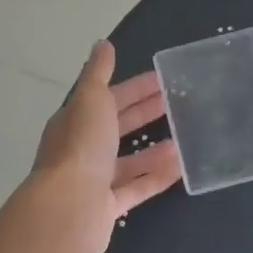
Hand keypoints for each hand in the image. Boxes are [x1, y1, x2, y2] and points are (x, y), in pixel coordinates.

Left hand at [32, 40, 181, 252]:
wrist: (68, 209)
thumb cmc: (81, 147)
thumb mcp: (91, 99)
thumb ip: (98, 72)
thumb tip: (103, 44)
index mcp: (76, 120)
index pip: (109, 98)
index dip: (135, 87)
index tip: (163, 79)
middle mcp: (83, 149)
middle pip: (118, 127)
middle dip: (145, 112)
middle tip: (178, 103)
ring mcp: (94, 180)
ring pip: (129, 160)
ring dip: (155, 147)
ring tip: (185, 137)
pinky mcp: (108, 207)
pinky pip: (137, 188)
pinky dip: (157, 176)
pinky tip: (180, 167)